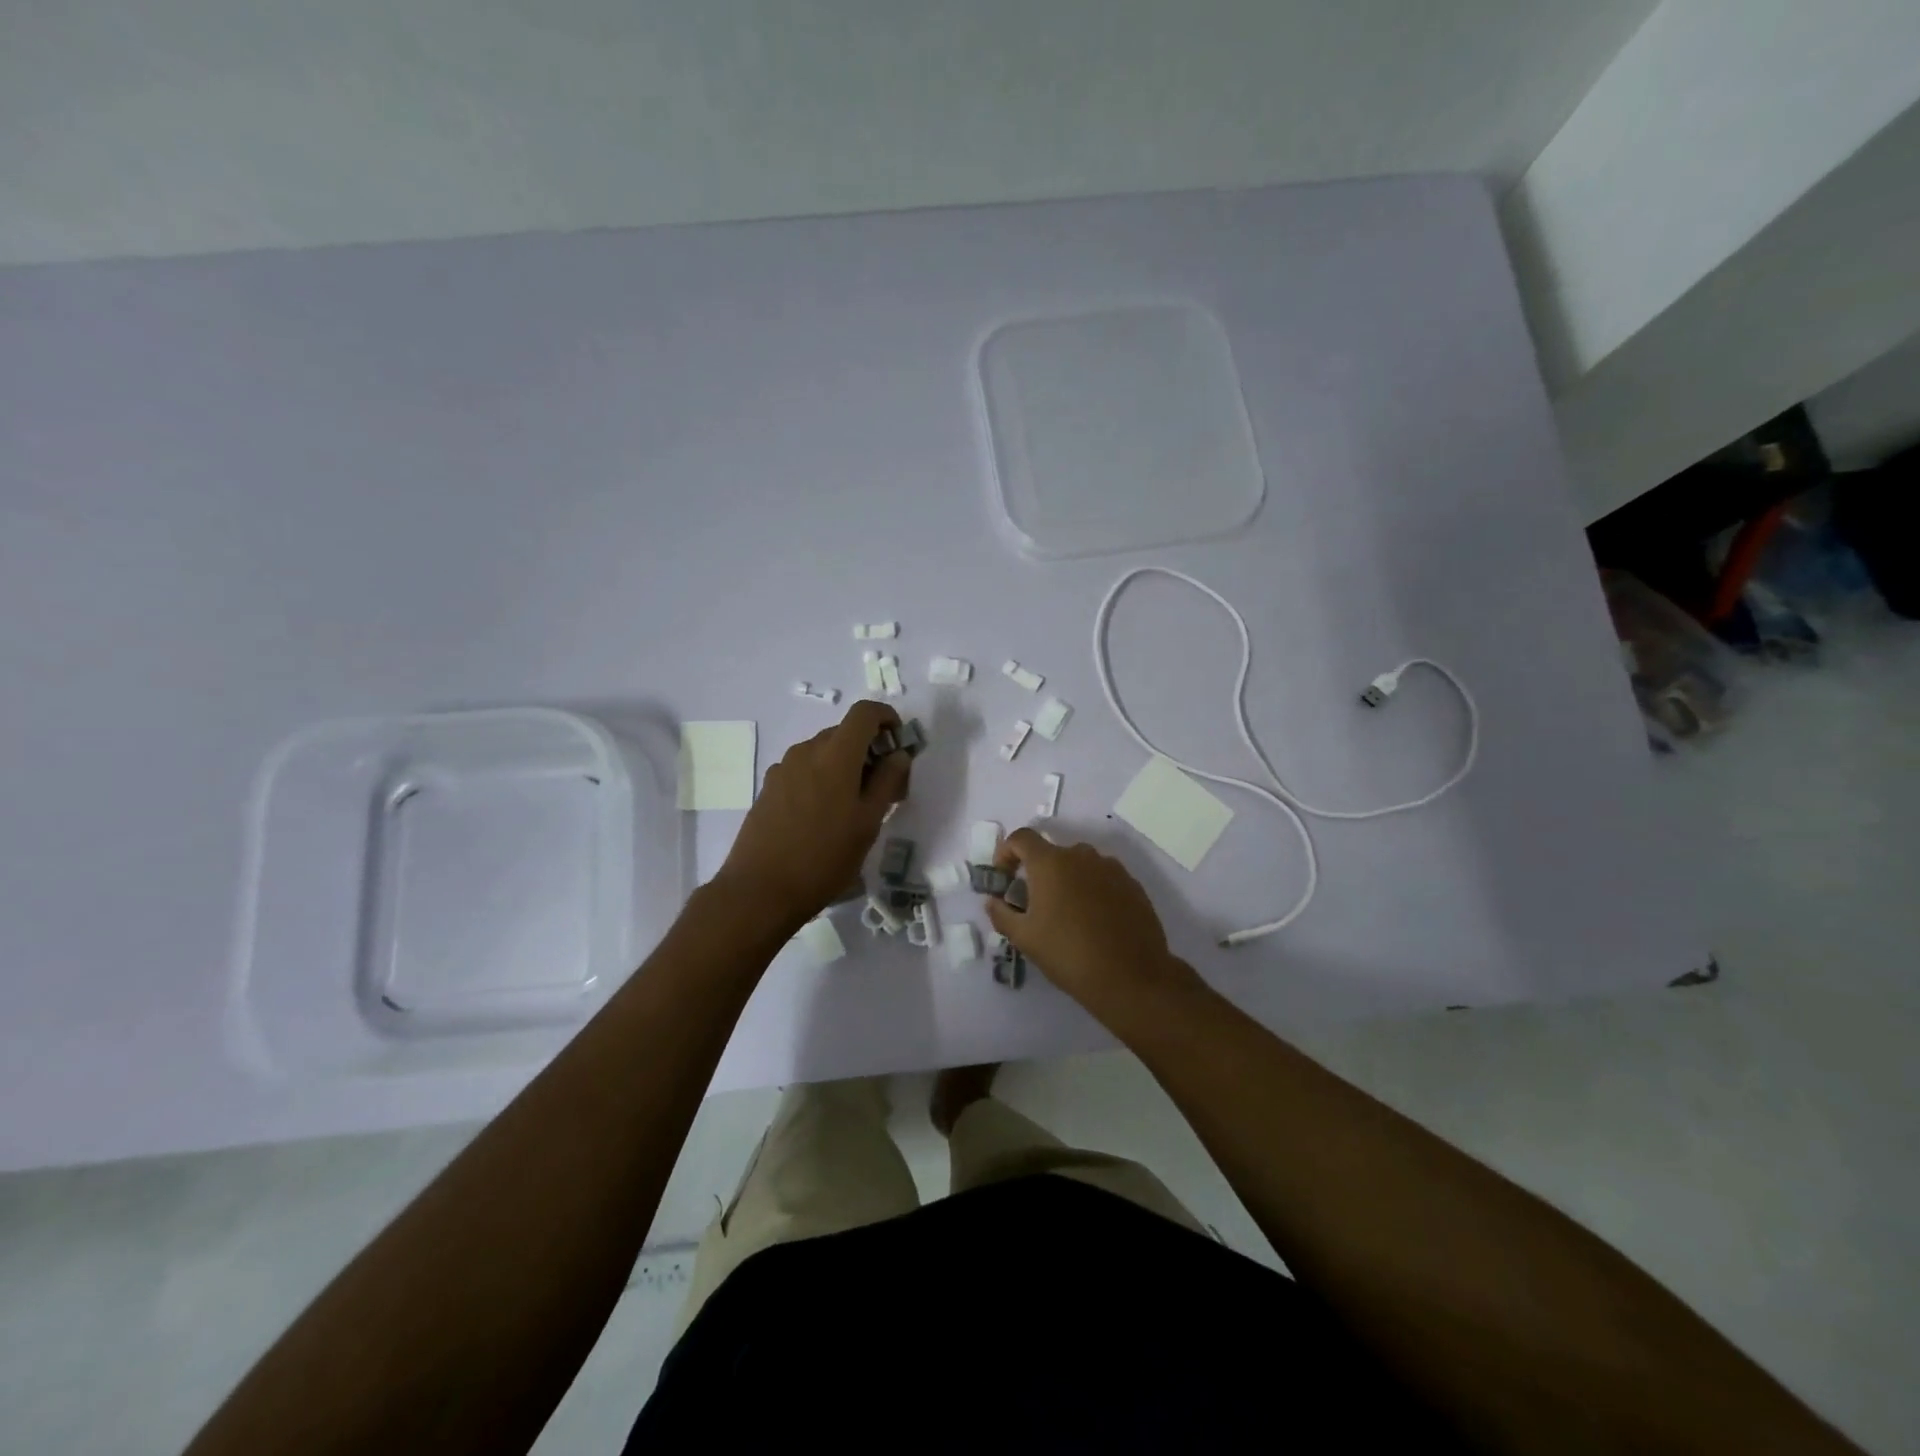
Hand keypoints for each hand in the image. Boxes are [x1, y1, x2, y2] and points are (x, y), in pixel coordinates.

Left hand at [715, 699, 908, 929]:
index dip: (887, 718)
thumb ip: (888, 782)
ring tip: (854, 808)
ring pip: (823, 753)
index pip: (864, 712)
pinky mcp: (769, 788)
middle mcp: (806, 751)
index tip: (898, 743)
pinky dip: (822, 779)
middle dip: (869, 750)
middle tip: (884, 788)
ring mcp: (783, 769)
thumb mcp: (868, 823)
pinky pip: (804, 770)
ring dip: (845, 766)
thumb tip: (898, 754)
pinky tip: (823, 817)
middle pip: (844, 733)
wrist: (760, 890)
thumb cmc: (824, 857)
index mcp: (835, 754)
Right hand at [985, 829, 1195, 1015]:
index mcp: (1051, 863)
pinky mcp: (1132, 884)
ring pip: (1080, 865)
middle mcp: (1082, 856)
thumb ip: (1002, 914)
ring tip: (1067, 914)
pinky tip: (1094, 920)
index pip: (1021, 838)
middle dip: (1038, 872)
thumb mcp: (1025, 938)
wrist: (1131, 977)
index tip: (1004, 878)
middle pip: (1052, 853)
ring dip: (1067, 880)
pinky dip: (1092, 890)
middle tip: (1035, 904)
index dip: (1006, 852)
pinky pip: (1103, 878)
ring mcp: (1111, 868)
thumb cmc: (1069, 954)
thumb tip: (993, 900)